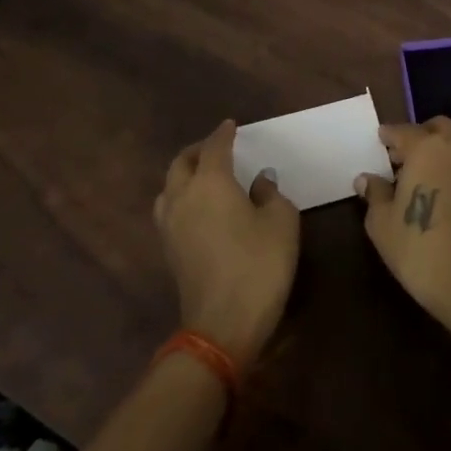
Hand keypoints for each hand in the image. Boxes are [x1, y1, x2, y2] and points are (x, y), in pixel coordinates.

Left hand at [153, 120, 299, 364]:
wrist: (223, 324)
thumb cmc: (259, 265)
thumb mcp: (281, 222)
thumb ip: (270, 194)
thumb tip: (259, 181)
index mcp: (211, 182)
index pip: (215, 147)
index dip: (224, 134)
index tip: (231, 125)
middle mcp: (183, 196)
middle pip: (182, 162)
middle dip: (199, 150)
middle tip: (217, 148)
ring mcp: (170, 225)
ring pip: (169, 186)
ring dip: (185, 174)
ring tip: (204, 175)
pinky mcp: (169, 250)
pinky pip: (169, 209)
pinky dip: (181, 197)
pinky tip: (199, 207)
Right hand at [356, 117, 450, 339]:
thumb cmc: (420, 249)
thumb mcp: (383, 224)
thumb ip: (375, 193)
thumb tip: (366, 178)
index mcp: (427, 148)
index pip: (403, 131)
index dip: (389, 136)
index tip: (380, 140)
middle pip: (438, 128)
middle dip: (420, 136)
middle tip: (401, 157)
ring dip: (441, 151)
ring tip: (422, 176)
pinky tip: (443, 192)